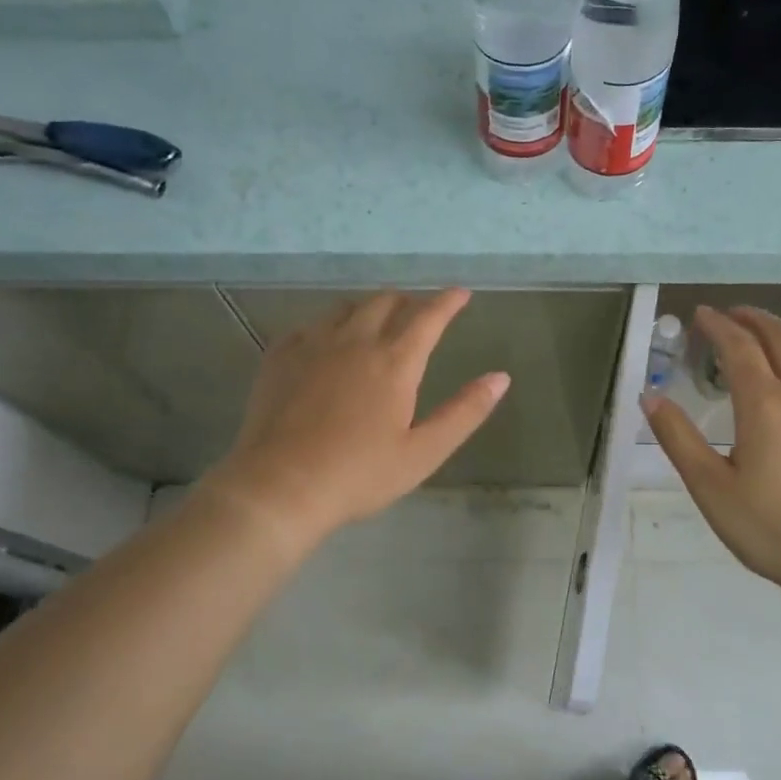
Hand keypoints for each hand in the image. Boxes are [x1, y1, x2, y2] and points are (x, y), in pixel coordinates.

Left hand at [201, 290, 508, 550]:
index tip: (460, 293)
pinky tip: (325, 343)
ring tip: (374, 324)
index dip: (448, 301)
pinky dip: (328, 326)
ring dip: (368, 309)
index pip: (428, 317)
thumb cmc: (359, 474)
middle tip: (417, 314)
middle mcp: (355, 341)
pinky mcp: (280, 357)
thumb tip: (500, 377)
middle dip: (408, 302)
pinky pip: (309, 326)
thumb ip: (464, 412)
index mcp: (394, 362)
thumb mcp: (423, 452)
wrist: (280, 486)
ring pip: (346, 308)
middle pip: (385, 302)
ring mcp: (313, 345)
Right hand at [643, 306, 780, 604]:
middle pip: (780, 339)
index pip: (738, 348)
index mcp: (764, 405)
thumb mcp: (711, 488)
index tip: (700, 314)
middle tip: (730, 314)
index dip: (718, 326)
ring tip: (762, 336)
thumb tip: (650, 398)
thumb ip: (679, 439)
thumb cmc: (774, 527)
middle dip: (752, 319)